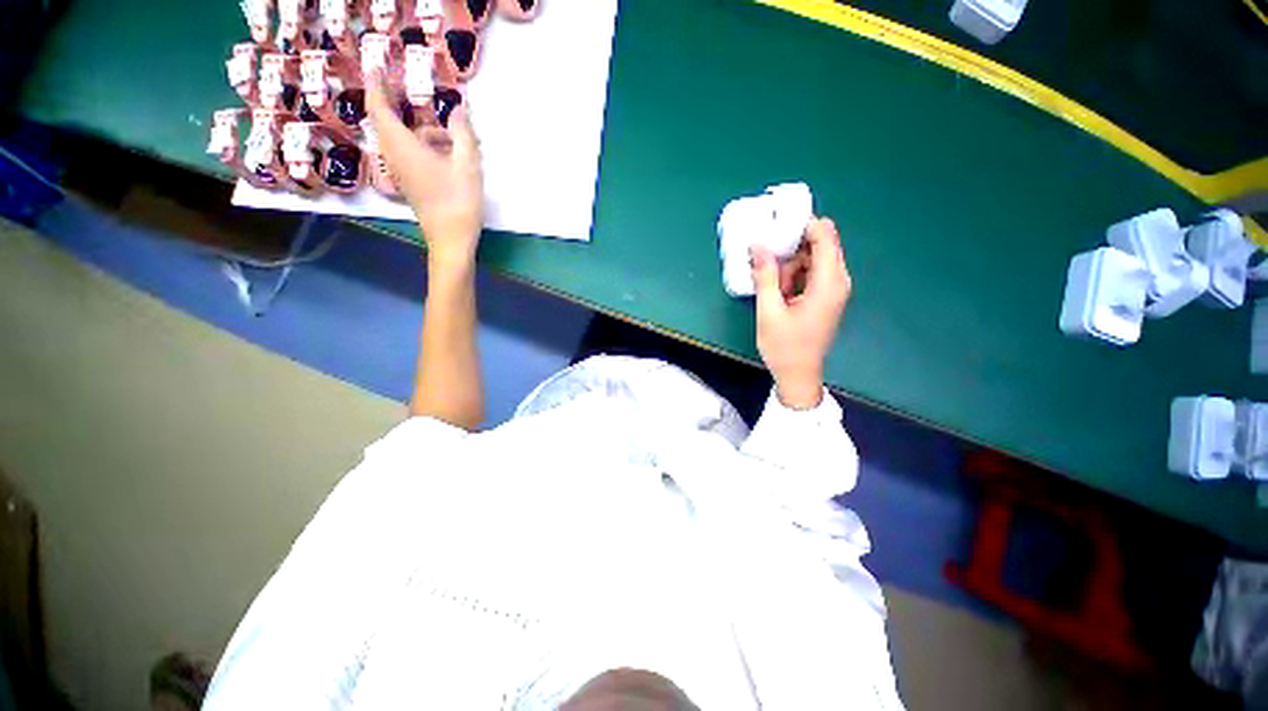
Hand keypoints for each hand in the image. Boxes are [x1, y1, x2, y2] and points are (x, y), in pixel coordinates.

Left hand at [365, 72, 483, 272]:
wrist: (451, 240)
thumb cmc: (458, 202)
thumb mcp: (468, 165)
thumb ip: (463, 133)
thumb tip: (459, 108)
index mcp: (403, 146)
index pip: (380, 107)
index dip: (377, 84)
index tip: (378, 66)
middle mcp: (395, 156)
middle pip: (390, 122)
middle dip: (402, 105)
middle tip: (420, 94)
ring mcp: (401, 172)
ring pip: (405, 140)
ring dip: (427, 133)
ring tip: (459, 140)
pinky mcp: (411, 184)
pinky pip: (411, 155)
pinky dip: (428, 148)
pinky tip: (453, 158)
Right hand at [750, 217, 851, 409]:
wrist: (798, 375)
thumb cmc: (784, 347)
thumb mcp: (769, 311)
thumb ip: (765, 276)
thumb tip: (758, 246)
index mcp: (829, 283)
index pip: (825, 236)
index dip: (804, 224)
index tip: (777, 224)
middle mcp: (838, 282)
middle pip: (820, 246)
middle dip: (792, 248)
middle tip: (767, 261)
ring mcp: (833, 290)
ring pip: (813, 260)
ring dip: (790, 266)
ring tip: (771, 285)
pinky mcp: (826, 298)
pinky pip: (811, 275)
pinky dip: (794, 277)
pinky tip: (778, 292)